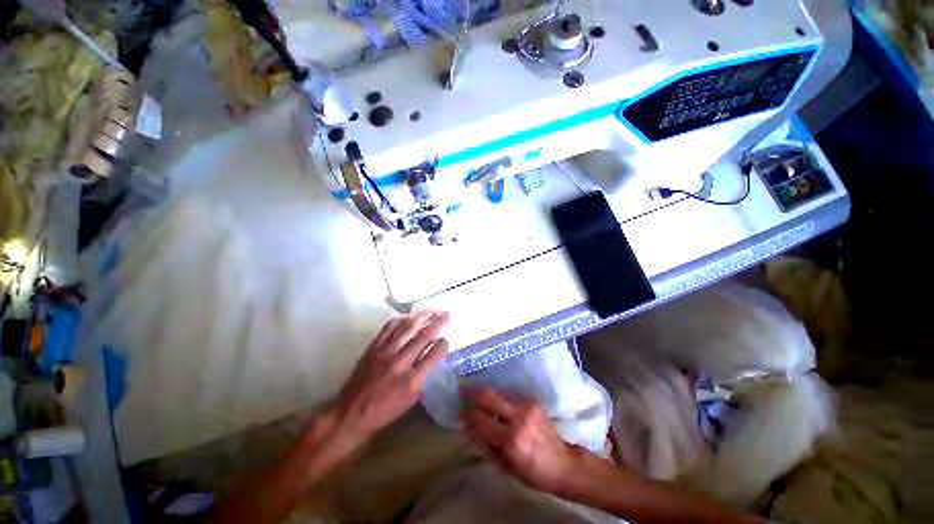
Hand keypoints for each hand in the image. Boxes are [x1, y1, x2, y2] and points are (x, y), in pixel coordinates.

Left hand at [333, 311, 449, 444]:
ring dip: (422, 317)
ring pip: (408, 328)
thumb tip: (432, 356)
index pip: (435, 354)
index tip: (446, 341)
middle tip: (448, 314)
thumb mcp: (410, 400)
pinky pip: (389, 328)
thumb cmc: (384, 411)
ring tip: (432, 310)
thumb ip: (424, 376)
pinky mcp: (373, 347)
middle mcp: (401, 362)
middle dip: (439, 323)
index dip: (443, 345)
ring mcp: (385, 352)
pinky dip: (401, 320)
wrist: (350, 414)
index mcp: (413, 380)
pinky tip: (408, 317)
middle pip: (424, 336)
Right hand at [461, 386, 583, 494]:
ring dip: (485, 394)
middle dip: (472, 392)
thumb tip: (466, 427)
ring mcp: (527, 405)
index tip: (459, 412)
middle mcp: (518, 417)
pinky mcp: (532, 400)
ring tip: (478, 399)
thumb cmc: (532, 472)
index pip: (480, 419)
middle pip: (488, 395)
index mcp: (510, 439)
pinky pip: (509, 394)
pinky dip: (499, 398)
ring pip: (498, 391)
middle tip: (462, 392)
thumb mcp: (504, 466)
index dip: (467, 414)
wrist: (563, 463)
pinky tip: (496, 404)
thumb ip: (484, 445)